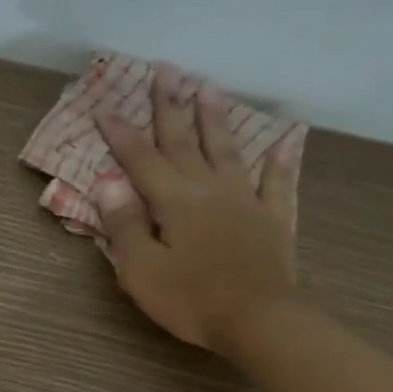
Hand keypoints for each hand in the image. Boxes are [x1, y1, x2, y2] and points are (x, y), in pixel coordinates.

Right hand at [93, 65, 303, 355]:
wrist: (258, 321)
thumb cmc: (191, 300)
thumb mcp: (142, 270)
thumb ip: (125, 224)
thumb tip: (108, 181)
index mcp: (174, 202)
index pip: (141, 160)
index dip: (121, 134)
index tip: (104, 106)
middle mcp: (210, 189)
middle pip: (186, 141)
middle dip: (171, 105)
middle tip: (166, 70)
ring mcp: (246, 200)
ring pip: (228, 150)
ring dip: (216, 118)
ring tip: (208, 87)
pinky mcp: (273, 219)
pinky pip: (279, 181)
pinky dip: (282, 159)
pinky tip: (288, 137)